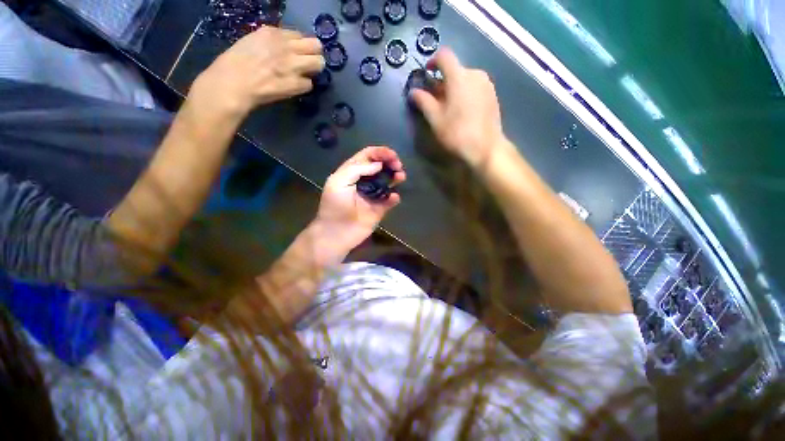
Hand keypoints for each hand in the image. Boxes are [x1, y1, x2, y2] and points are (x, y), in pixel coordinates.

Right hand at [191, 26, 323, 117]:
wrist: (232, 84)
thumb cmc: (234, 64)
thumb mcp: (252, 41)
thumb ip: (272, 42)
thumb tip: (285, 48)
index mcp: (272, 33)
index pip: (300, 35)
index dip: (301, 45)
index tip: (299, 52)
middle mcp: (286, 47)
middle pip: (316, 46)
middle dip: (315, 54)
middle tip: (310, 63)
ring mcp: (292, 66)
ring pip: (319, 63)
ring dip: (315, 69)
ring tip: (307, 74)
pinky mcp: (295, 84)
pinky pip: (309, 84)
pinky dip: (304, 86)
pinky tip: (295, 87)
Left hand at [313, 147, 405, 256]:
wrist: (336, 233)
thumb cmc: (335, 206)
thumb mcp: (338, 182)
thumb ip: (357, 169)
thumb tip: (378, 165)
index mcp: (352, 172)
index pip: (368, 156)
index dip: (380, 152)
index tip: (392, 155)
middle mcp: (364, 181)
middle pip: (380, 166)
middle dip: (390, 162)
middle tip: (398, 166)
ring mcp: (372, 195)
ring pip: (387, 181)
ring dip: (395, 177)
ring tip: (400, 177)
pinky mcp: (379, 209)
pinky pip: (390, 200)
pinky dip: (394, 197)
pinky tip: (393, 197)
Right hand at [410, 48, 506, 167]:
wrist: (485, 147)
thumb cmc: (457, 133)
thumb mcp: (435, 119)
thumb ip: (423, 101)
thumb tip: (413, 91)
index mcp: (459, 76)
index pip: (444, 55)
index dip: (433, 61)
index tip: (427, 73)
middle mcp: (475, 73)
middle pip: (455, 69)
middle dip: (442, 81)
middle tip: (435, 99)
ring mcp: (486, 84)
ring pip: (465, 79)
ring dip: (454, 88)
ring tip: (449, 107)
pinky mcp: (493, 95)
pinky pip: (475, 87)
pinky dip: (465, 93)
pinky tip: (462, 111)